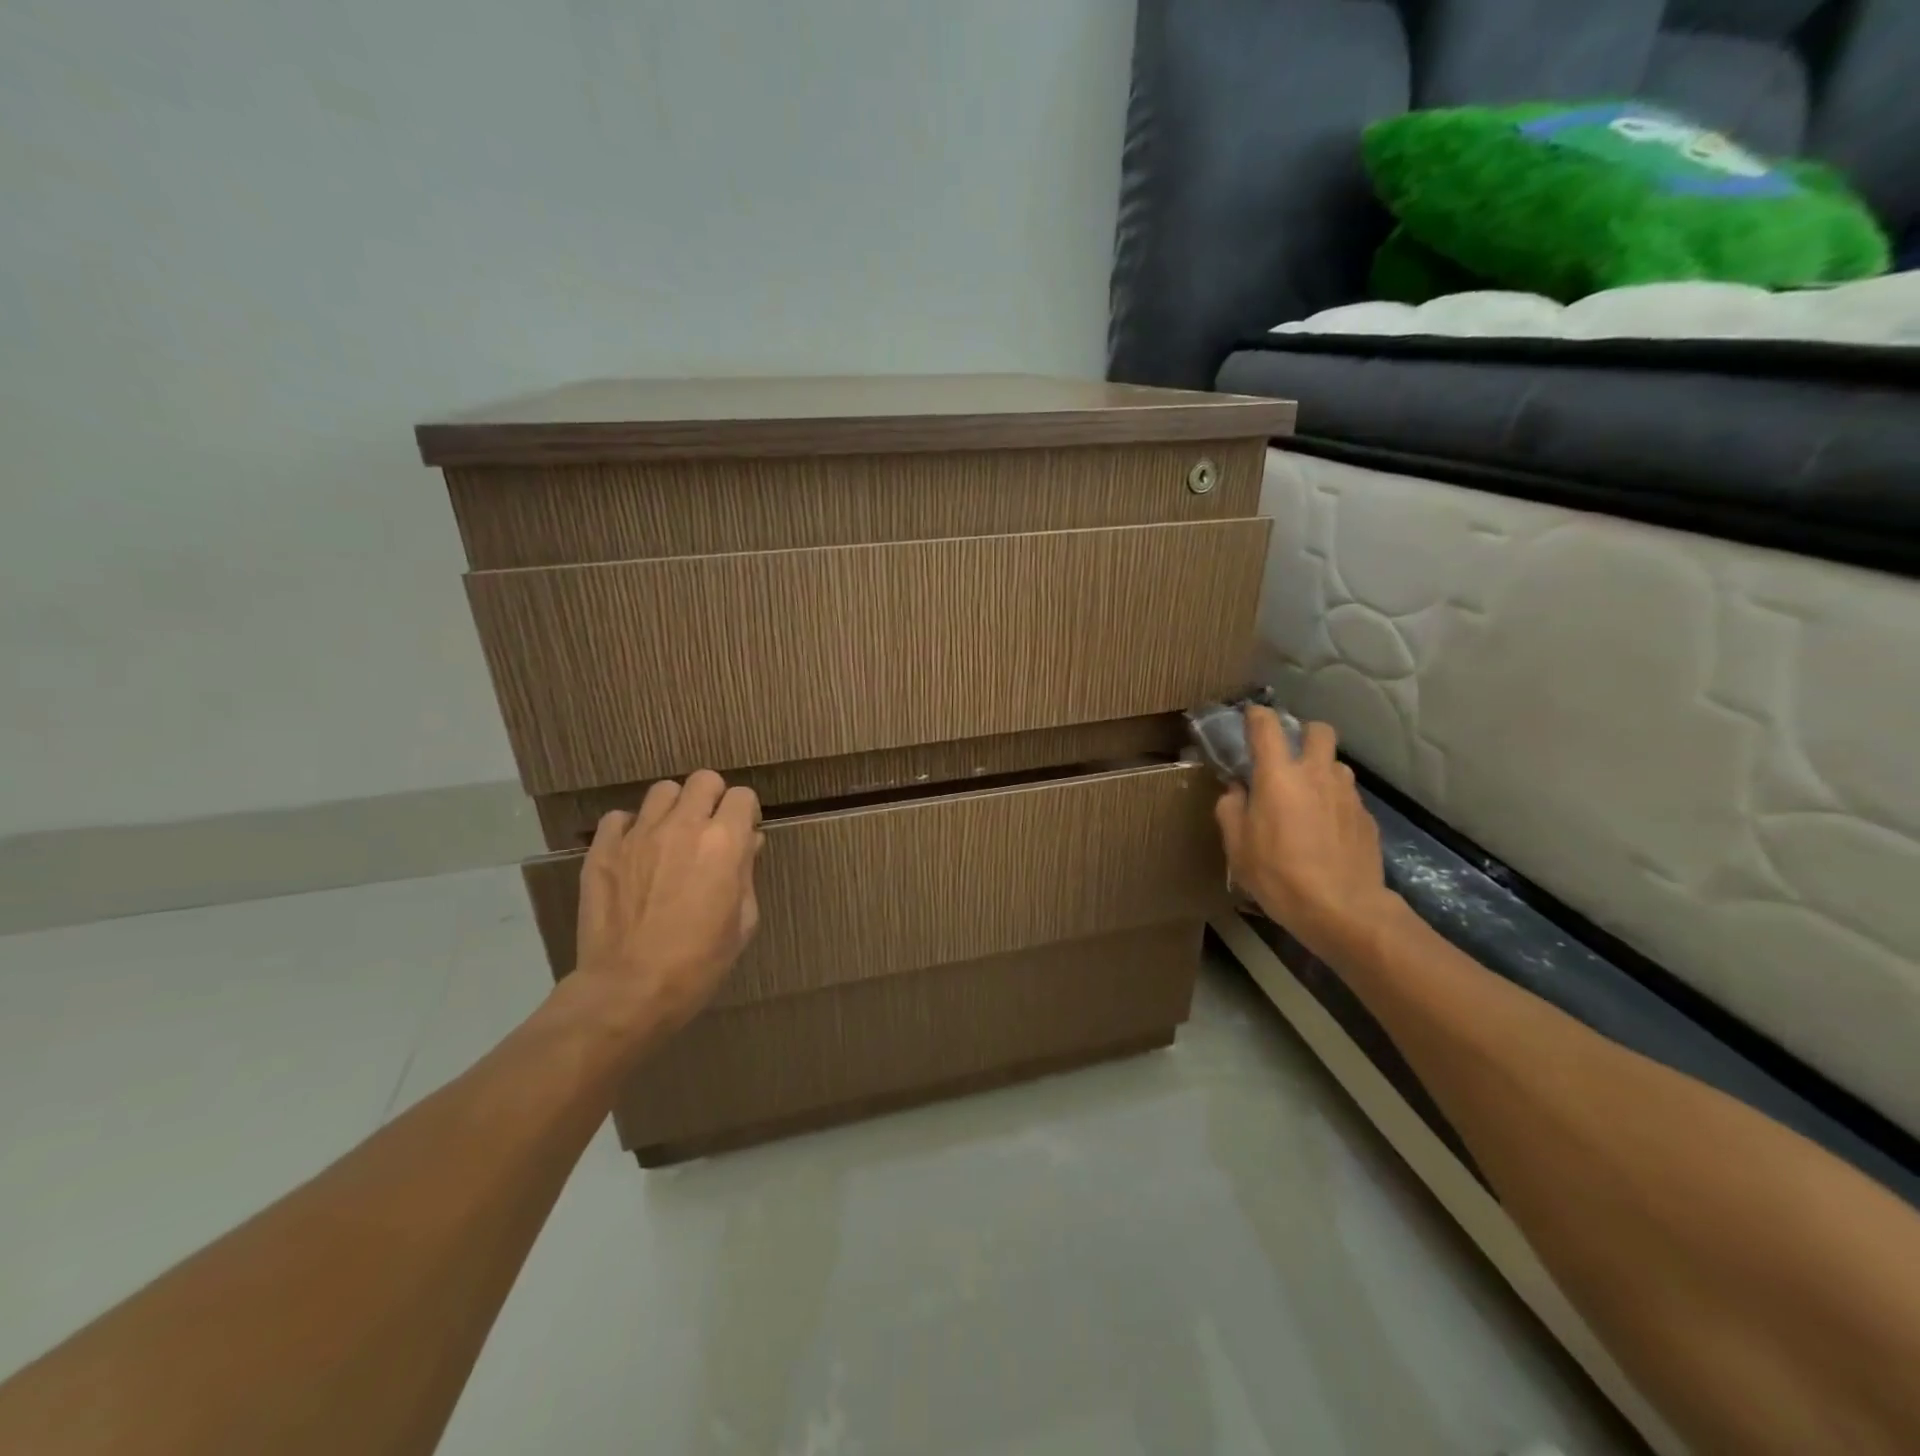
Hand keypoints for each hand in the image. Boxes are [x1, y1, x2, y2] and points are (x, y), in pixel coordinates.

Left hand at [571, 770, 764, 1043]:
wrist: (629, 990)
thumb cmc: (699, 963)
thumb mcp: (743, 922)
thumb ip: (747, 873)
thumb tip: (749, 842)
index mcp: (724, 843)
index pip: (743, 796)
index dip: (746, 812)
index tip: (743, 833)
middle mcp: (683, 826)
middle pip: (703, 780)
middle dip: (713, 798)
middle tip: (710, 829)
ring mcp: (639, 834)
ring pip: (662, 791)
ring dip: (674, 808)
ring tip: (671, 836)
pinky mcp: (603, 850)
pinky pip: (620, 818)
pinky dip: (631, 828)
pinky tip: (636, 852)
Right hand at [1214, 708, 1398, 963]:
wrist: (1343, 909)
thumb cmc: (1279, 874)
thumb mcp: (1237, 846)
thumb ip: (1231, 809)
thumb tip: (1236, 789)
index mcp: (1279, 776)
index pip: (1266, 726)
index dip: (1256, 716)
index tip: (1249, 718)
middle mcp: (1317, 774)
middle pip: (1319, 731)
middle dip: (1303, 734)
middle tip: (1288, 757)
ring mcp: (1347, 795)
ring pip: (1336, 765)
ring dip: (1321, 771)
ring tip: (1307, 798)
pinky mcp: (1366, 818)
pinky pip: (1347, 797)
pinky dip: (1334, 803)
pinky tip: (1325, 831)